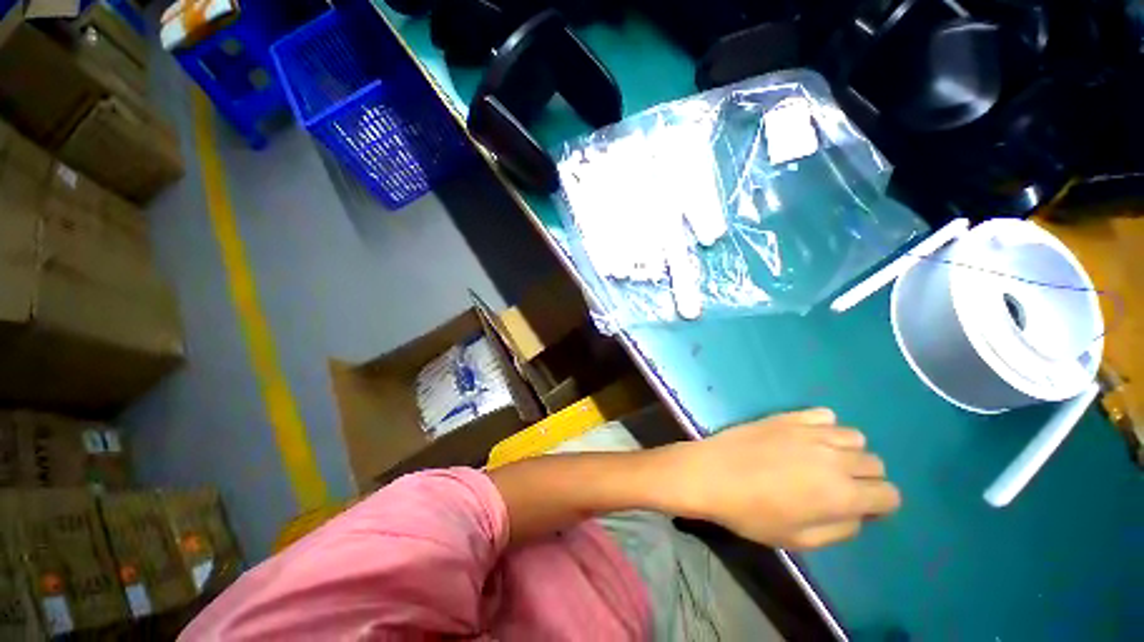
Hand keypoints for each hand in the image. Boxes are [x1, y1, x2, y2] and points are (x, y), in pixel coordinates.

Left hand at [664, 409, 900, 549]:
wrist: (711, 473)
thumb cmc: (751, 513)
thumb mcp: (800, 539)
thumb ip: (840, 529)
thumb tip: (858, 514)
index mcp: (842, 494)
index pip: (889, 495)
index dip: (879, 504)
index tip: (859, 507)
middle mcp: (835, 458)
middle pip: (874, 463)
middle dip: (865, 478)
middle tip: (837, 486)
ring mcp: (811, 432)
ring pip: (854, 437)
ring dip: (847, 450)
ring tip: (821, 460)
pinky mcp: (788, 416)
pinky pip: (824, 415)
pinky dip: (824, 426)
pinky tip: (806, 437)